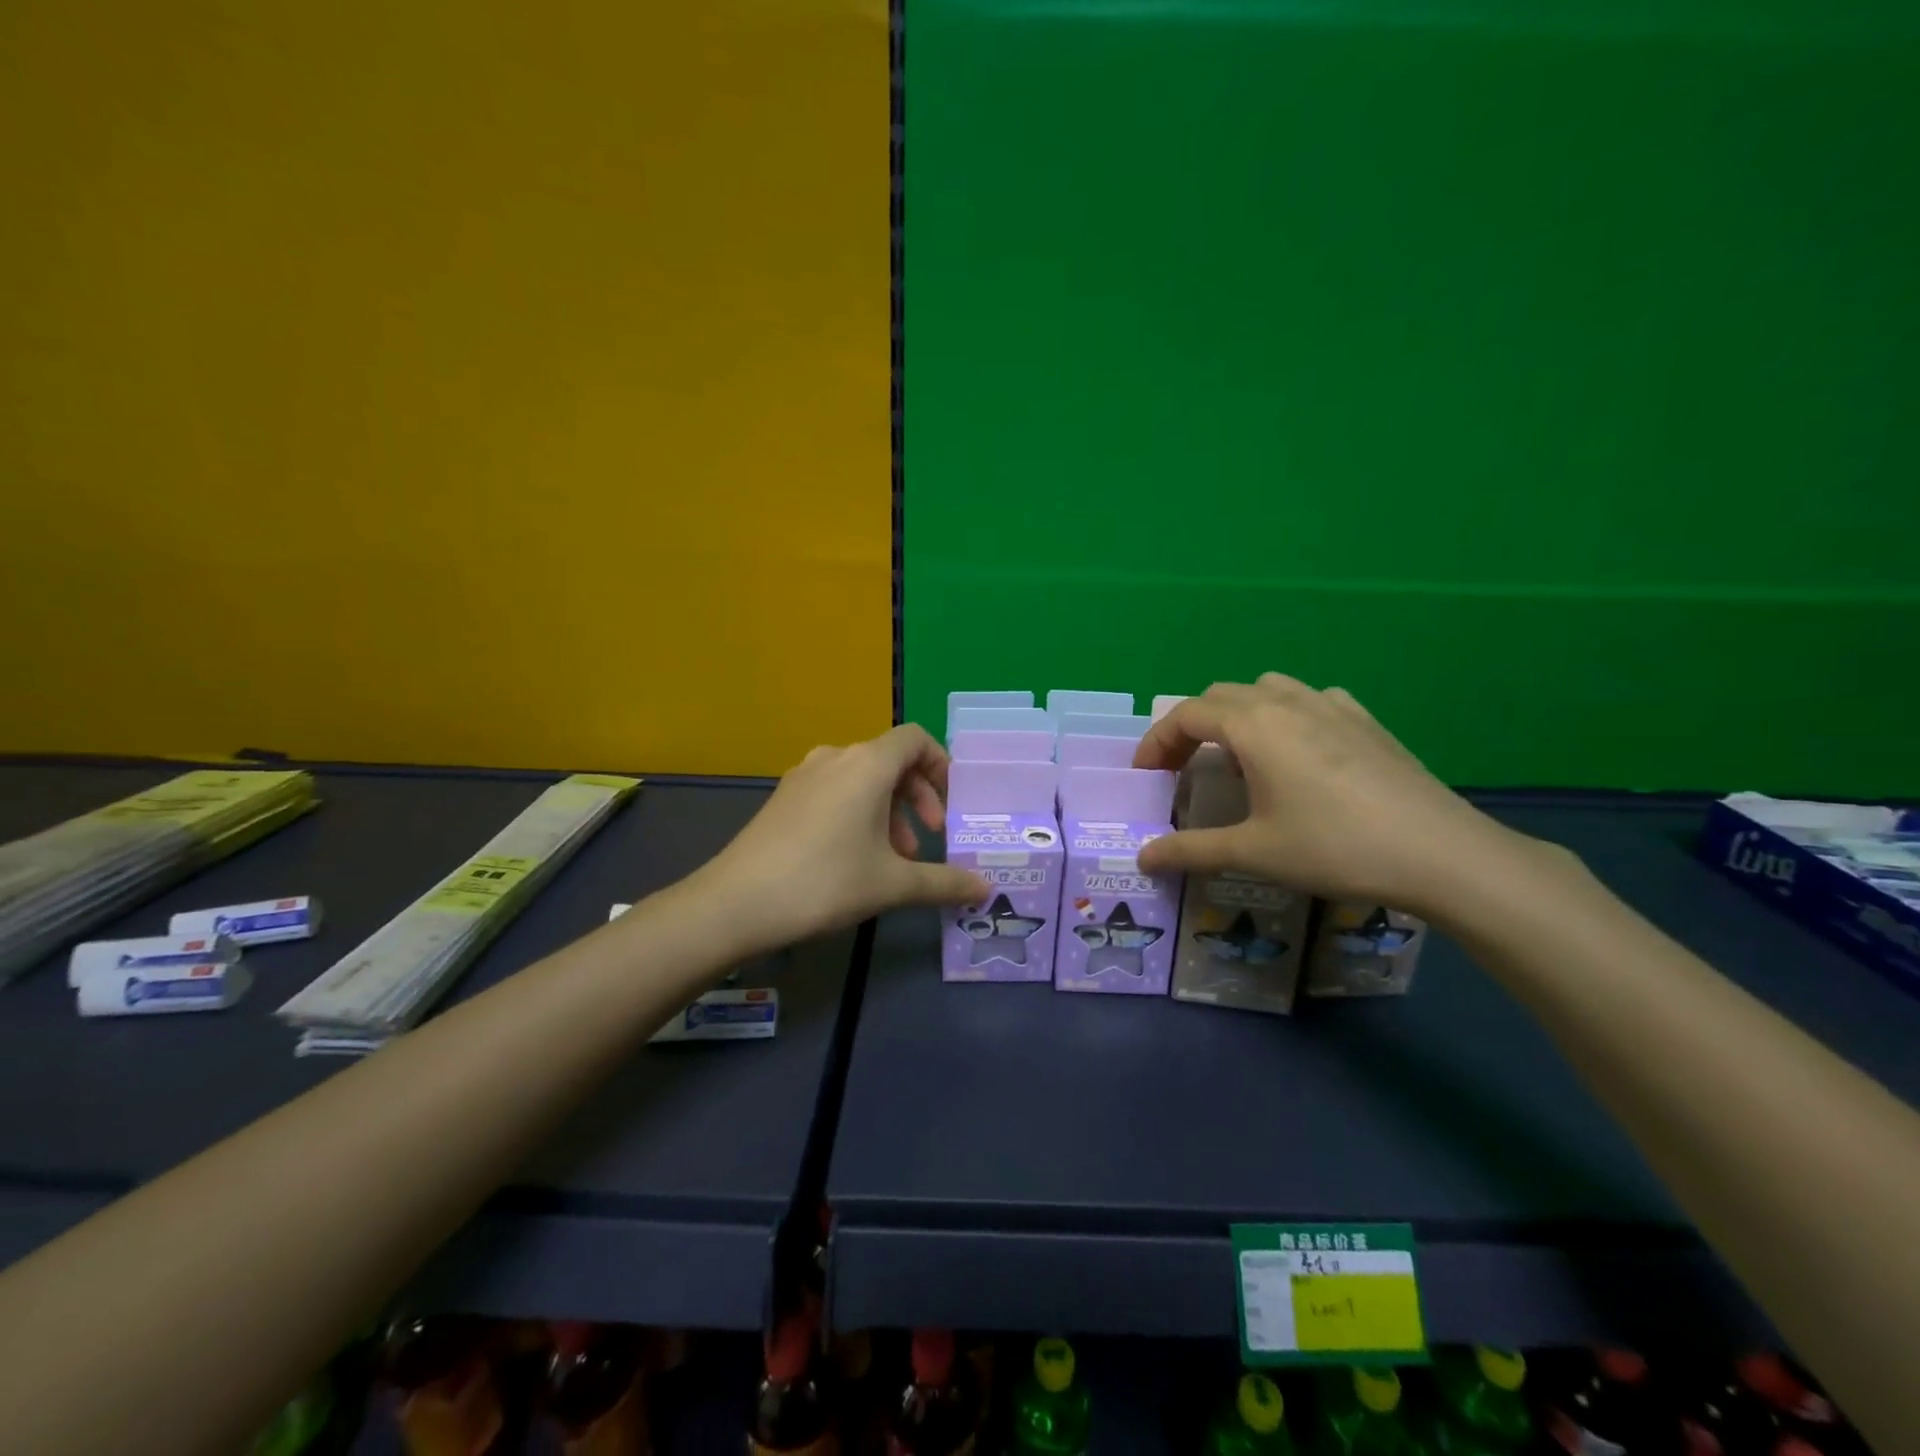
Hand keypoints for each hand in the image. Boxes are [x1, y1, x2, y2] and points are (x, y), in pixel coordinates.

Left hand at [697, 725, 988, 949]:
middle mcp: (835, 757)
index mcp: (867, 764)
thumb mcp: (892, 884)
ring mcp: (804, 775)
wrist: (736, 903)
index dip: (940, 765)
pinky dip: (857, 812)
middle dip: (917, 797)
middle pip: (890, 760)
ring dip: (888, 810)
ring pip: (862, 779)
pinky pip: (834, 790)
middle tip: (927, 839)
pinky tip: (854, 858)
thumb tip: (984, 889)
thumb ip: (944, 882)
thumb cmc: (825, 882)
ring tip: (893, 858)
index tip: (950, 805)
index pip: (915, 739)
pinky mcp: (784, 797)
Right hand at [1133, 676, 1529, 918]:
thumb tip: (1142, 858)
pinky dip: (1284, 715)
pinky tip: (1297, 750)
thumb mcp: (1254, 852)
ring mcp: (1331, 705)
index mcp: (1253, 726)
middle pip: (1219, 696)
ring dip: (1236, 715)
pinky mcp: (1365, 720)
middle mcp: (1286, 702)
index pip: (1185, 715)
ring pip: (1265, 690)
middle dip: (1190, 728)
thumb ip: (1191, 850)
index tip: (1146, 777)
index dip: (1156, 742)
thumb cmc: (1335, 847)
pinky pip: (1309, 699)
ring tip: (1237, 756)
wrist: (1440, 853)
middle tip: (1181, 770)